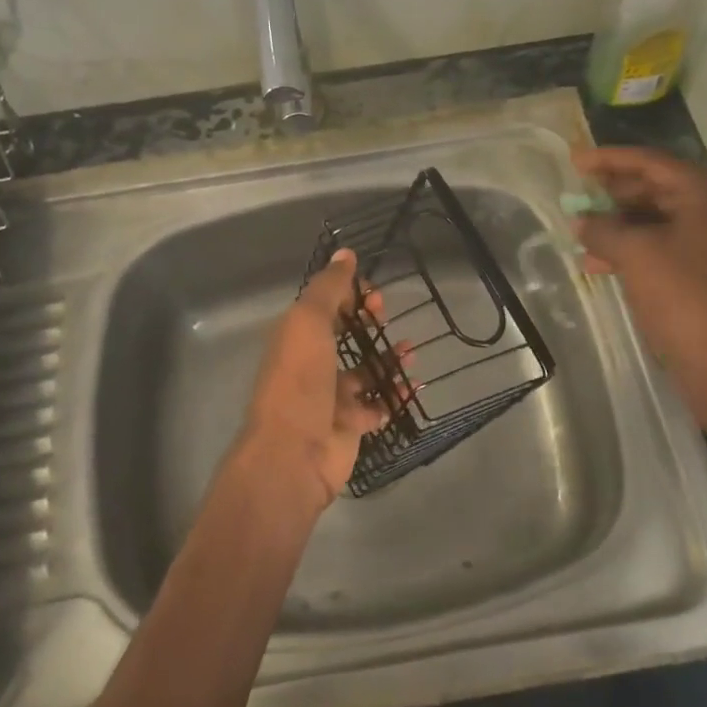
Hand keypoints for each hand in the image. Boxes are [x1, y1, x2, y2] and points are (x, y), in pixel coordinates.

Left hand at [230, 249, 389, 517]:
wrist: (293, 453)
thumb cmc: (300, 380)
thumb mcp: (309, 322)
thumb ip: (328, 288)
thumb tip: (345, 252)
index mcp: (296, 337)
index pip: (325, 305)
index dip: (349, 295)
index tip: (373, 295)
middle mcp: (311, 364)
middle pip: (344, 336)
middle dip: (368, 323)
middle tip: (387, 318)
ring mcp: (330, 397)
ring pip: (364, 371)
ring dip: (387, 359)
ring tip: (411, 352)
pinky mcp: (348, 425)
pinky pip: (377, 405)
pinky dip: (395, 396)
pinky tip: (413, 387)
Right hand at [573, 147, 706, 398]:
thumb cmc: (684, 297)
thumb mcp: (635, 255)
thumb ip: (603, 229)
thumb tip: (582, 221)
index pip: (652, 162)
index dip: (609, 159)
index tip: (574, 161)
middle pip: (658, 188)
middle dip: (614, 193)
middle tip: (579, 195)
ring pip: (660, 219)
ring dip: (620, 224)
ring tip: (582, 232)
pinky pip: (666, 245)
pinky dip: (635, 248)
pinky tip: (600, 263)